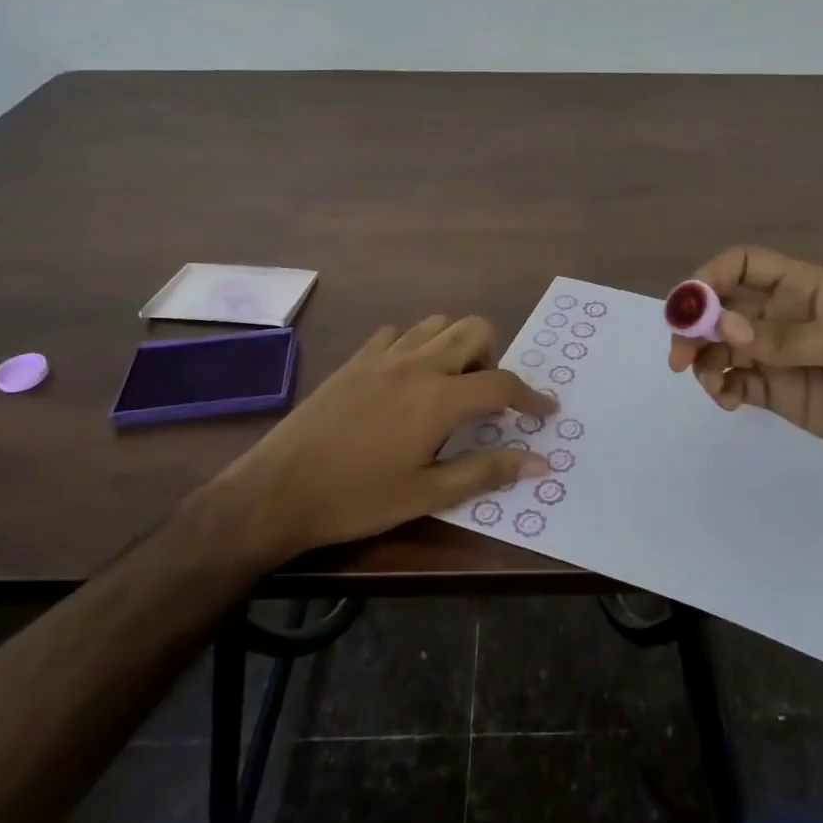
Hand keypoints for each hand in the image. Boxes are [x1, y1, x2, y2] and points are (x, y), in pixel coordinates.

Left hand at [197, 316, 555, 557]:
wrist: (277, 491)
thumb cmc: (357, 499)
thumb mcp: (427, 494)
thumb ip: (485, 470)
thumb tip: (539, 462)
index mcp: (439, 398)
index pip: (502, 383)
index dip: (531, 396)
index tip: (546, 410)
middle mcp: (416, 364)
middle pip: (474, 330)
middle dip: (493, 356)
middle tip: (485, 398)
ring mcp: (382, 357)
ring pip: (436, 324)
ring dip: (455, 346)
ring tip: (448, 386)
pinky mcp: (354, 360)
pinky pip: (397, 334)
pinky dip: (415, 347)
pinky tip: (406, 379)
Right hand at [668, 245, 822, 474]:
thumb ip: (787, 336)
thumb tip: (725, 326)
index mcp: (803, 288)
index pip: (743, 264)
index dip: (710, 276)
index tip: (689, 308)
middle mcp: (783, 316)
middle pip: (721, 307)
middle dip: (694, 325)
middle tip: (680, 358)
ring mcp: (779, 356)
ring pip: (722, 346)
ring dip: (704, 360)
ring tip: (712, 386)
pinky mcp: (780, 392)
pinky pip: (736, 383)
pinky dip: (721, 388)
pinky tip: (728, 402)